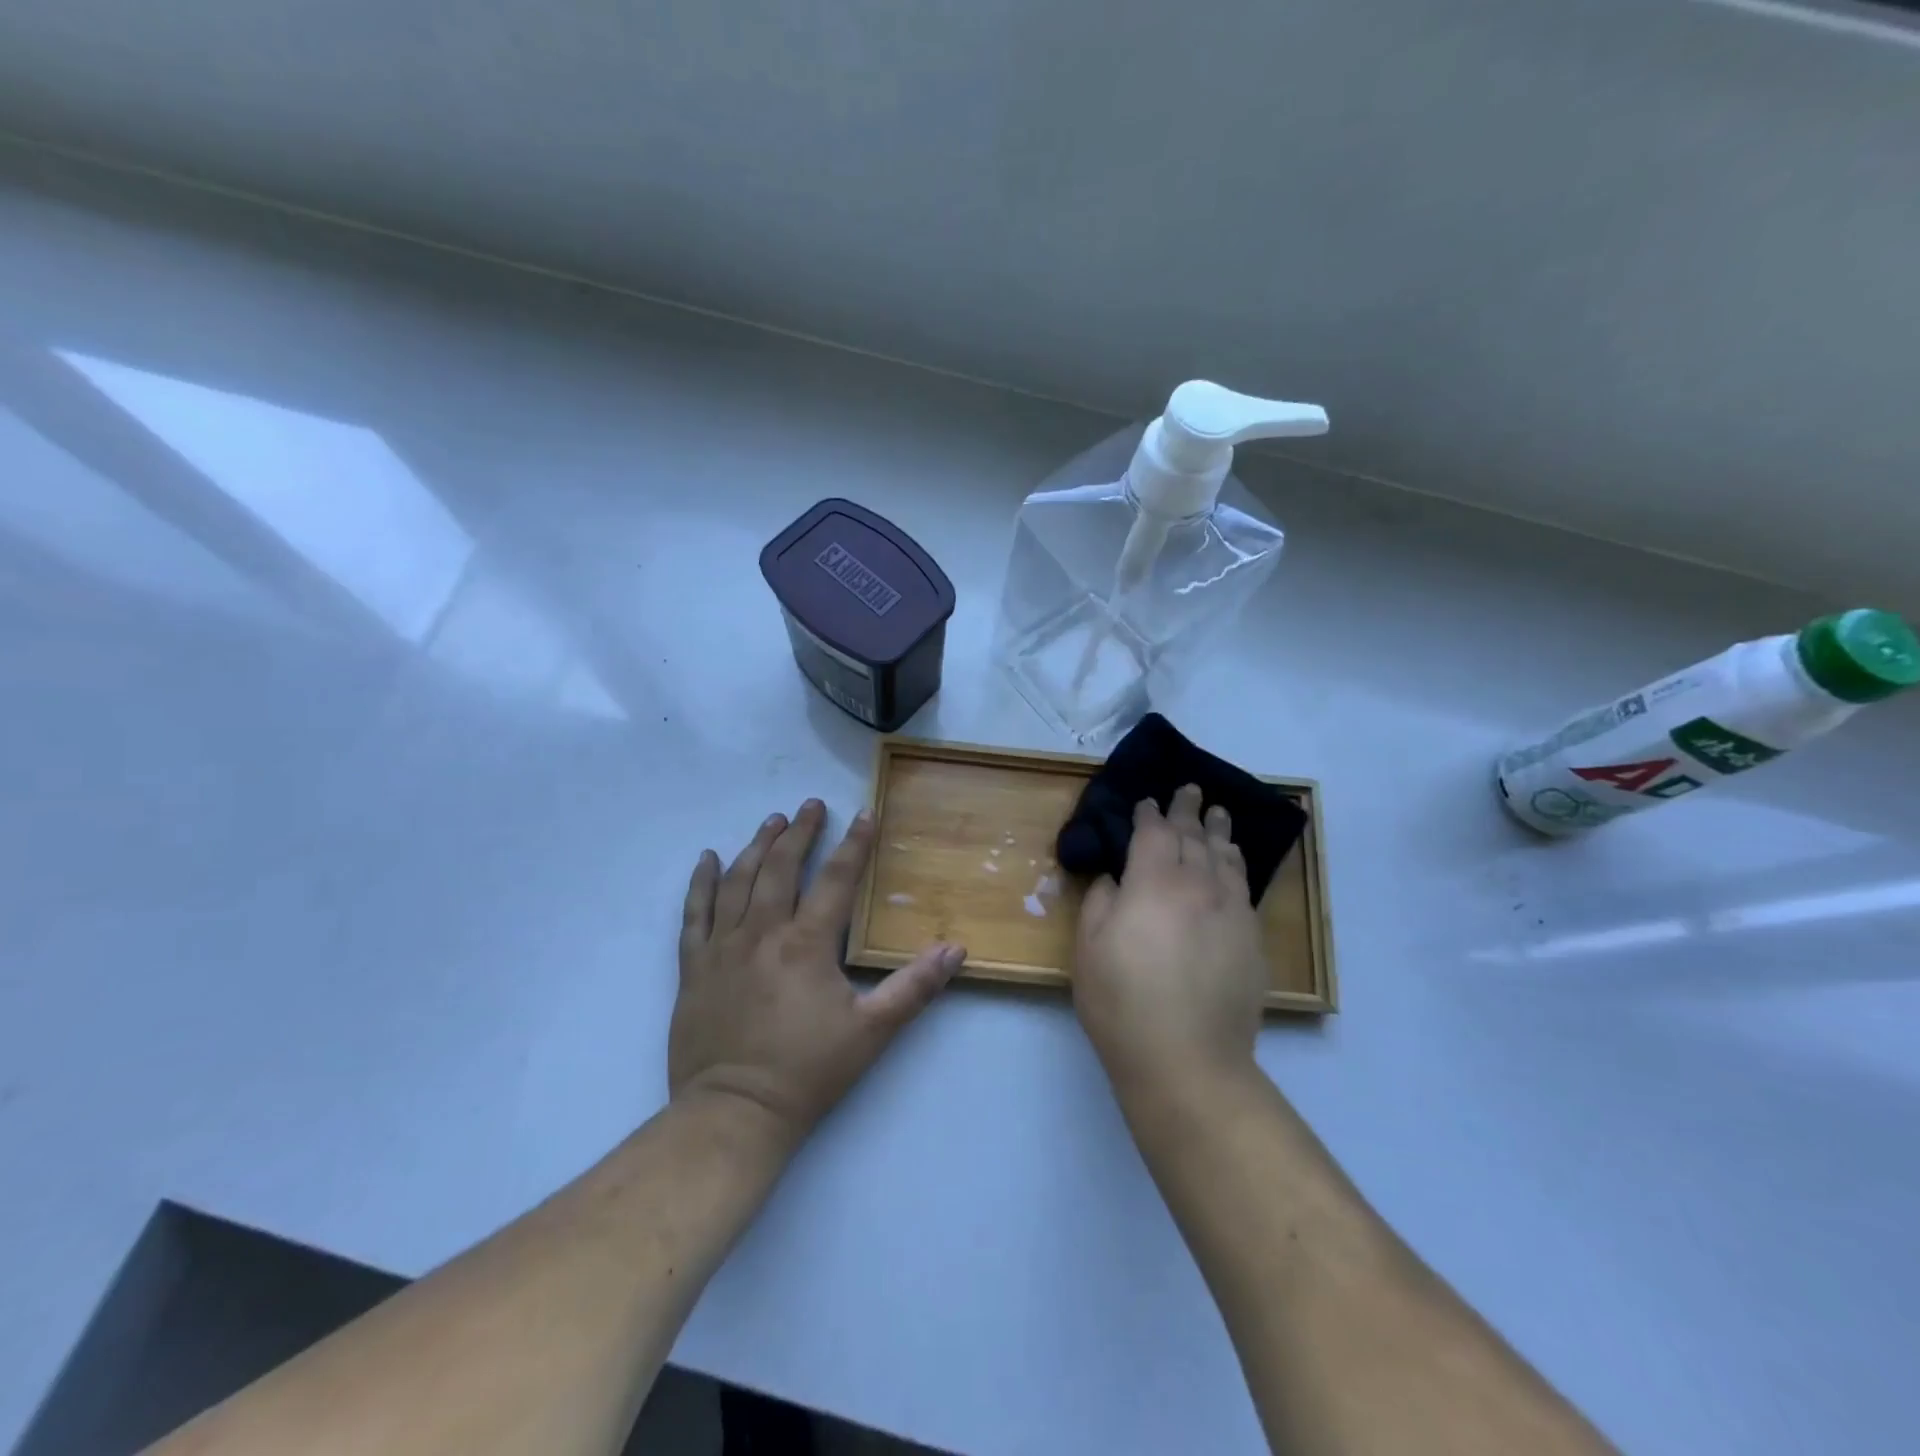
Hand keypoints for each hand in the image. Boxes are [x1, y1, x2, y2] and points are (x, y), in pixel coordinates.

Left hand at [670, 799, 965, 1146]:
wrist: (734, 1113)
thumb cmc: (808, 1071)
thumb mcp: (872, 1031)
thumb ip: (914, 987)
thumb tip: (955, 949)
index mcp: (807, 944)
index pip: (836, 880)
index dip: (853, 844)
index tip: (864, 813)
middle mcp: (762, 933)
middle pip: (782, 868)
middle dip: (799, 832)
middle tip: (810, 805)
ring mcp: (722, 947)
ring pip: (739, 881)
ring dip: (757, 846)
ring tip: (771, 820)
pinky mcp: (694, 967)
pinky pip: (694, 913)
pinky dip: (701, 883)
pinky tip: (707, 859)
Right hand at [1074, 785, 1266, 1094]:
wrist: (1187, 1059)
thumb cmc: (1123, 1002)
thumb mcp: (1089, 947)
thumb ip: (1101, 901)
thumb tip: (1116, 878)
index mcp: (1154, 883)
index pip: (1154, 833)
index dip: (1149, 814)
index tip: (1146, 802)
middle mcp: (1198, 886)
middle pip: (1194, 837)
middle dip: (1188, 810)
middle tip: (1189, 790)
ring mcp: (1231, 912)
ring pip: (1226, 858)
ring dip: (1220, 831)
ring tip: (1219, 813)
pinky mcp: (1252, 940)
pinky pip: (1244, 888)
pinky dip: (1237, 866)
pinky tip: (1234, 864)